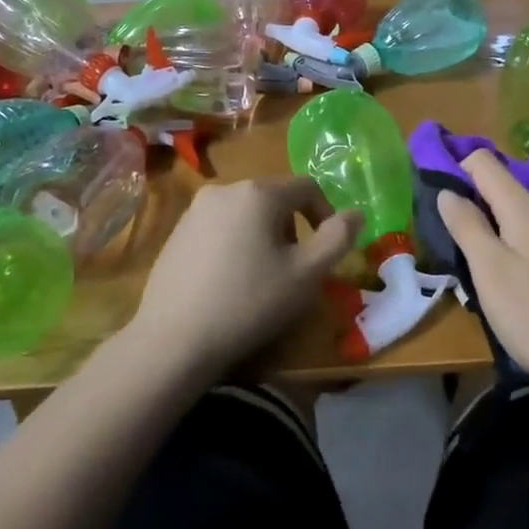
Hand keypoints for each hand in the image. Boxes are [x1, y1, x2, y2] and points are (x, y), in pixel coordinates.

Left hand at [128, 176, 361, 377]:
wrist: (172, 341)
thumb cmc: (249, 302)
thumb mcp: (306, 274)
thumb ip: (338, 238)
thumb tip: (356, 213)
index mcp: (259, 192)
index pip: (307, 187)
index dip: (325, 214)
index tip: (326, 251)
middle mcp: (225, 189)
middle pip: (274, 198)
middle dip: (292, 227)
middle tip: (294, 268)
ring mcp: (195, 210)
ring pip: (246, 212)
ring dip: (263, 235)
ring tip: (262, 277)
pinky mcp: (176, 232)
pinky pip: (219, 227)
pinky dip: (234, 243)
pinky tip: (229, 281)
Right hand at [436, 151, 528, 394]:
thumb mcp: (489, 270)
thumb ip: (466, 224)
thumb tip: (447, 191)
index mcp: (526, 204)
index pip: (483, 160)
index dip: (456, 172)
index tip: (439, 204)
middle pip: (500, 185)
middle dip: (474, 206)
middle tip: (457, 246)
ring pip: (517, 211)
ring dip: (494, 228)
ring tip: (482, 269)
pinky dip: (515, 243)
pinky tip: (513, 279)